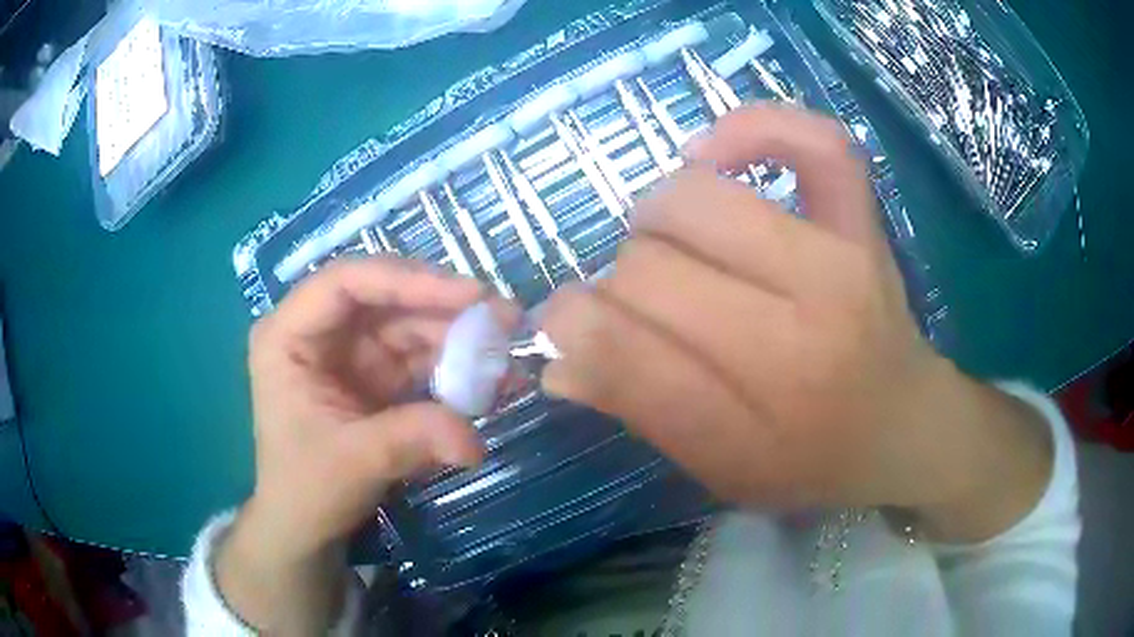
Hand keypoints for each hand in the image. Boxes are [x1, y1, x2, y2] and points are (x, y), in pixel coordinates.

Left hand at [218, 257, 486, 632]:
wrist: (307, 526)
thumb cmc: (306, 489)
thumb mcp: (352, 462)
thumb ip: (411, 441)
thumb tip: (475, 440)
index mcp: (288, 335)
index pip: (345, 283)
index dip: (406, 280)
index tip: (469, 294)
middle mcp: (320, 331)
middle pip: (386, 298)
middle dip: (446, 307)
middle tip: (506, 318)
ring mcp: (351, 352)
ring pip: (411, 325)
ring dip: (460, 338)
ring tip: (509, 354)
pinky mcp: (377, 375)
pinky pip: (423, 358)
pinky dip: (458, 367)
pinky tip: (493, 379)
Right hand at [540, 106, 1050, 538]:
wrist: (902, 425)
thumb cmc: (812, 460)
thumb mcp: (721, 466)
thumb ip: (640, 408)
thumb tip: (557, 353)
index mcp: (761, 405)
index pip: (626, 346)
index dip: (570, 326)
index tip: (559, 325)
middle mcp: (805, 320)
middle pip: (652, 265)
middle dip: (620, 285)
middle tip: (644, 309)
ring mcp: (842, 254)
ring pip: (697, 199)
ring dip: (656, 221)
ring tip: (674, 248)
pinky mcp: (861, 219)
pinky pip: (812, 140)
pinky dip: (755, 126)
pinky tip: (715, 155)